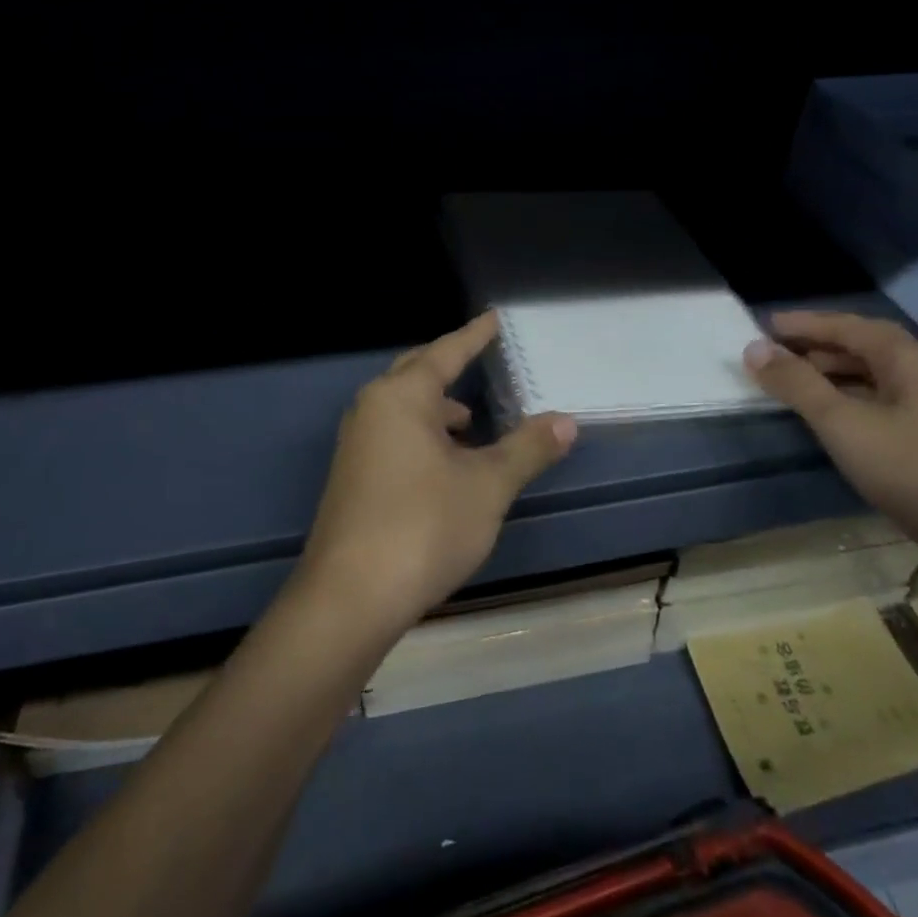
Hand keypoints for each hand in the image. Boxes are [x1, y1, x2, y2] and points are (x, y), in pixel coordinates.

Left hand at [297, 311, 578, 636]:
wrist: (350, 598)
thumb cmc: (424, 527)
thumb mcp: (487, 486)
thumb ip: (527, 448)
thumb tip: (566, 421)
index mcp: (401, 397)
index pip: (445, 352)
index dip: (474, 335)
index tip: (494, 318)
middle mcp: (372, 409)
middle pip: (416, 373)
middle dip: (450, 366)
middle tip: (481, 359)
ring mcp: (356, 444)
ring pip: (402, 409)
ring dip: (437, 409)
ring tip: (472, 424)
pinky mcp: (352, 477)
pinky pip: (393, 435)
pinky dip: (423, 436)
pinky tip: (446, 465)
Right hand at [743, 310, 917, 590]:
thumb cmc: (917, 472)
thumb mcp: (845, 425)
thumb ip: (798, 385)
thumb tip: (754, 348)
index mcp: (909, 361)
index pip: (848, 326)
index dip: (805, 323)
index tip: (765, 324)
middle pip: (863, 348)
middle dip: (816, 347)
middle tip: (773, 353)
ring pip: (872, 379)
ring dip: (831, 375)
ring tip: (792, 384)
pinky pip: (880, 405)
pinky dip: (848, 402)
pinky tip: (829, 421)